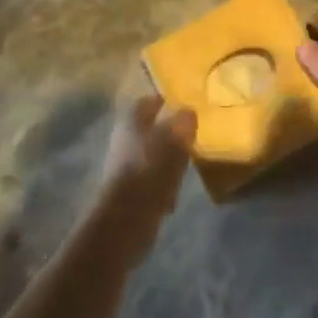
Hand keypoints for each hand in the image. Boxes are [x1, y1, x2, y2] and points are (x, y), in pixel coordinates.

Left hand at [93, 92, 195, 262]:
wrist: (126, 218)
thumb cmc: (151, 168)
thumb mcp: (176, 138)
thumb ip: (184, 121)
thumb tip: (188, 113)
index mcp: (132, 117)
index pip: (151, 100)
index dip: (169, 102)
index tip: (188, 107)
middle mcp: (125, 136)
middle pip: (152, 128)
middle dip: (171, 134)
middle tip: (192, 139)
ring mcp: (124, 164)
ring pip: (153, 155)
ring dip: (169, 161)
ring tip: (187, 168)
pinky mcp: (128, 191)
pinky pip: (151, 180)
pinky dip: (163, 185)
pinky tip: (174, 195)